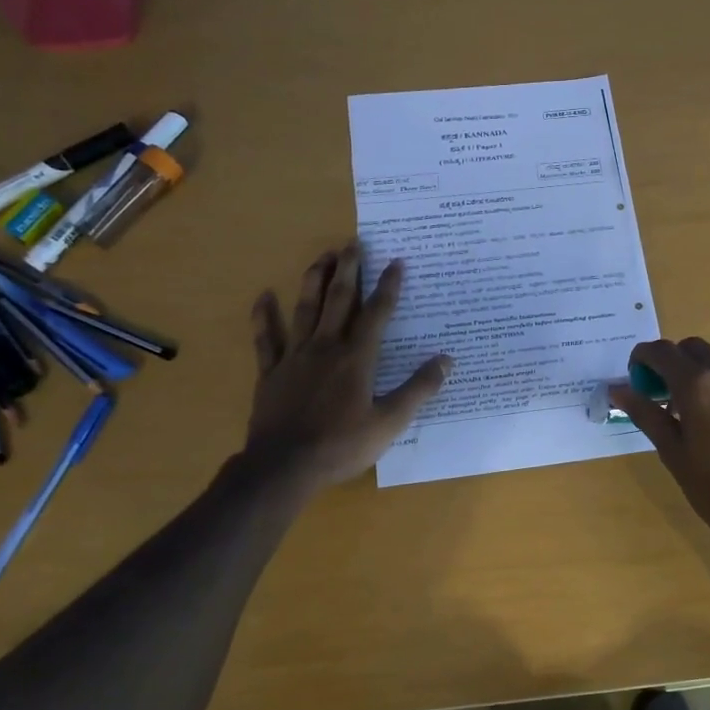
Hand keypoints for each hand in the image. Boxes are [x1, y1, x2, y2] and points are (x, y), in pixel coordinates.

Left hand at [246, 242, 451, 488]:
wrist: (284, 466)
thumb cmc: (342, 446)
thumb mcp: (390, 422)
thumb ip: (418, 389)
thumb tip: (446, 360)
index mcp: (356, 359)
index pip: (377, 314)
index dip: (388, 287)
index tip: (396, 262)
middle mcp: (325, 348)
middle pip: (339, 301)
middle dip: (349, 270)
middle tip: (353, 243)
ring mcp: (294, 357)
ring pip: (305, 309)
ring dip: (314, 280)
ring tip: (322, 256)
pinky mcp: (271, 372)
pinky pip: (266, 338)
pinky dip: (264, 316)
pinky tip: (263, 296)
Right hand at [612, 338, 709, 553]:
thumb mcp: (675, 455)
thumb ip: (646, 414)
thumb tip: (618, 389)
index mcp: (698, 385)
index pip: (661, 351)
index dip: (642, 360)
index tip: (637, 381)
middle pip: (691, 349)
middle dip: (672, 365)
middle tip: (664, 399)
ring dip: (700, 375)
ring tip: (697, 416)